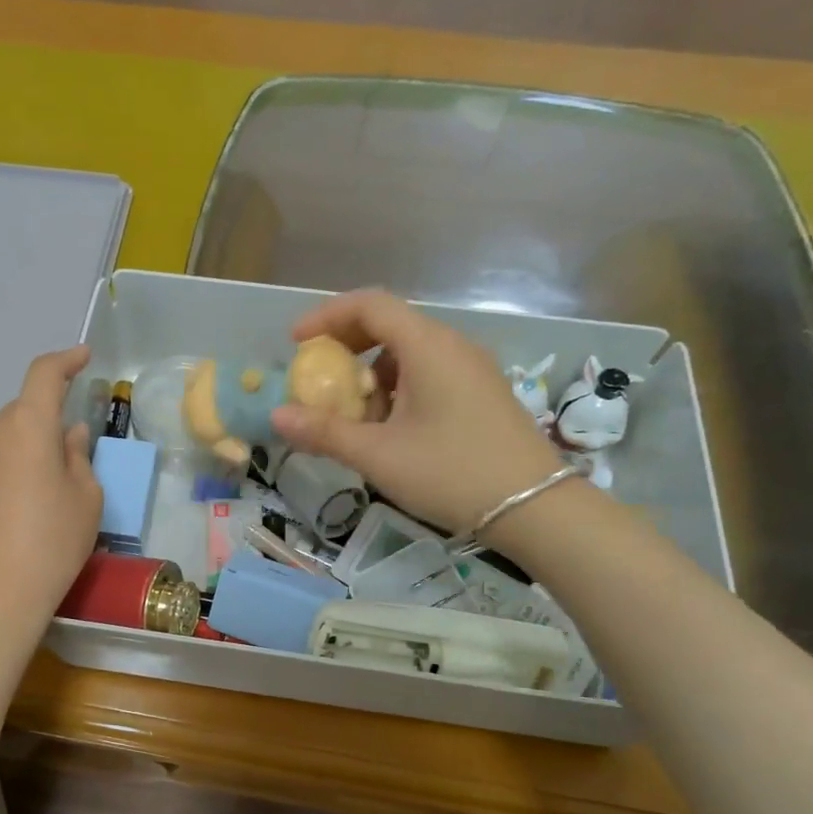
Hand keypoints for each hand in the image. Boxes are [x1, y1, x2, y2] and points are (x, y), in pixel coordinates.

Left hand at [0, 346, 101, 635]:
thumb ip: (79, 456)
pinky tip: (12, 512)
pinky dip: (2, 475)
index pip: (44, 374)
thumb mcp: (87, 498)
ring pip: (1, 441)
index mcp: (28, 428)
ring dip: (22, 451)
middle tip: (68, 457)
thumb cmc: (54, 541)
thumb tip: (69, 434)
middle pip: (22, 413)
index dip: (65, 361)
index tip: (82, 358)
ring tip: (39, 492)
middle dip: (46, 423)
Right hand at [270, 289, 566, 534]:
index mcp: (428, 346)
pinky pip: (428, 372)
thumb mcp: (378, 455)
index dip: (326, 316)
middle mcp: (451, 345)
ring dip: (370, 372)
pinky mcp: (480, 392)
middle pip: (389, 324)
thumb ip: (325, 432)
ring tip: (351, 413)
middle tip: (317, 377)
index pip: (370, 305)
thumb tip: (277, 416)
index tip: (296, 343)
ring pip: (408, 352)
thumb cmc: (451, 473)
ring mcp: (471, 368)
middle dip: (345, 346)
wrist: (535, 508)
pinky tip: (388, 427)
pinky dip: (396, 387)